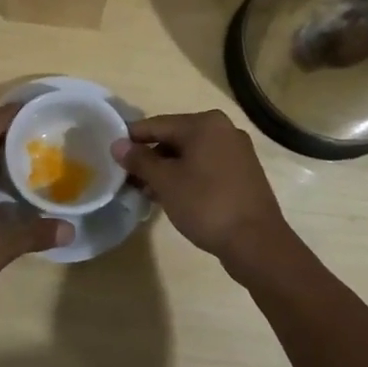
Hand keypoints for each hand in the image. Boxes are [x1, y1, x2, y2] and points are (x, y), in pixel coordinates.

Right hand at [110, 109, 292, 275]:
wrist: (257, 243)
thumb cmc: (206, 204)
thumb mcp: (166, 181)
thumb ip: (140, 160)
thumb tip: (117, 144)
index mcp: (205, 123)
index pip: (158, 124)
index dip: (132, 138)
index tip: (111, 151)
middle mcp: (223, 130)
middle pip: (175, 138)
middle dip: (150, 157)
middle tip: (127, 177)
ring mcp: (237, 152)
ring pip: (191, 155)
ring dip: (167, 170)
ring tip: (144, 190)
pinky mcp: (243, 174)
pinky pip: (206, 168)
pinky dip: (187, 177)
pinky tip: (171, 196)